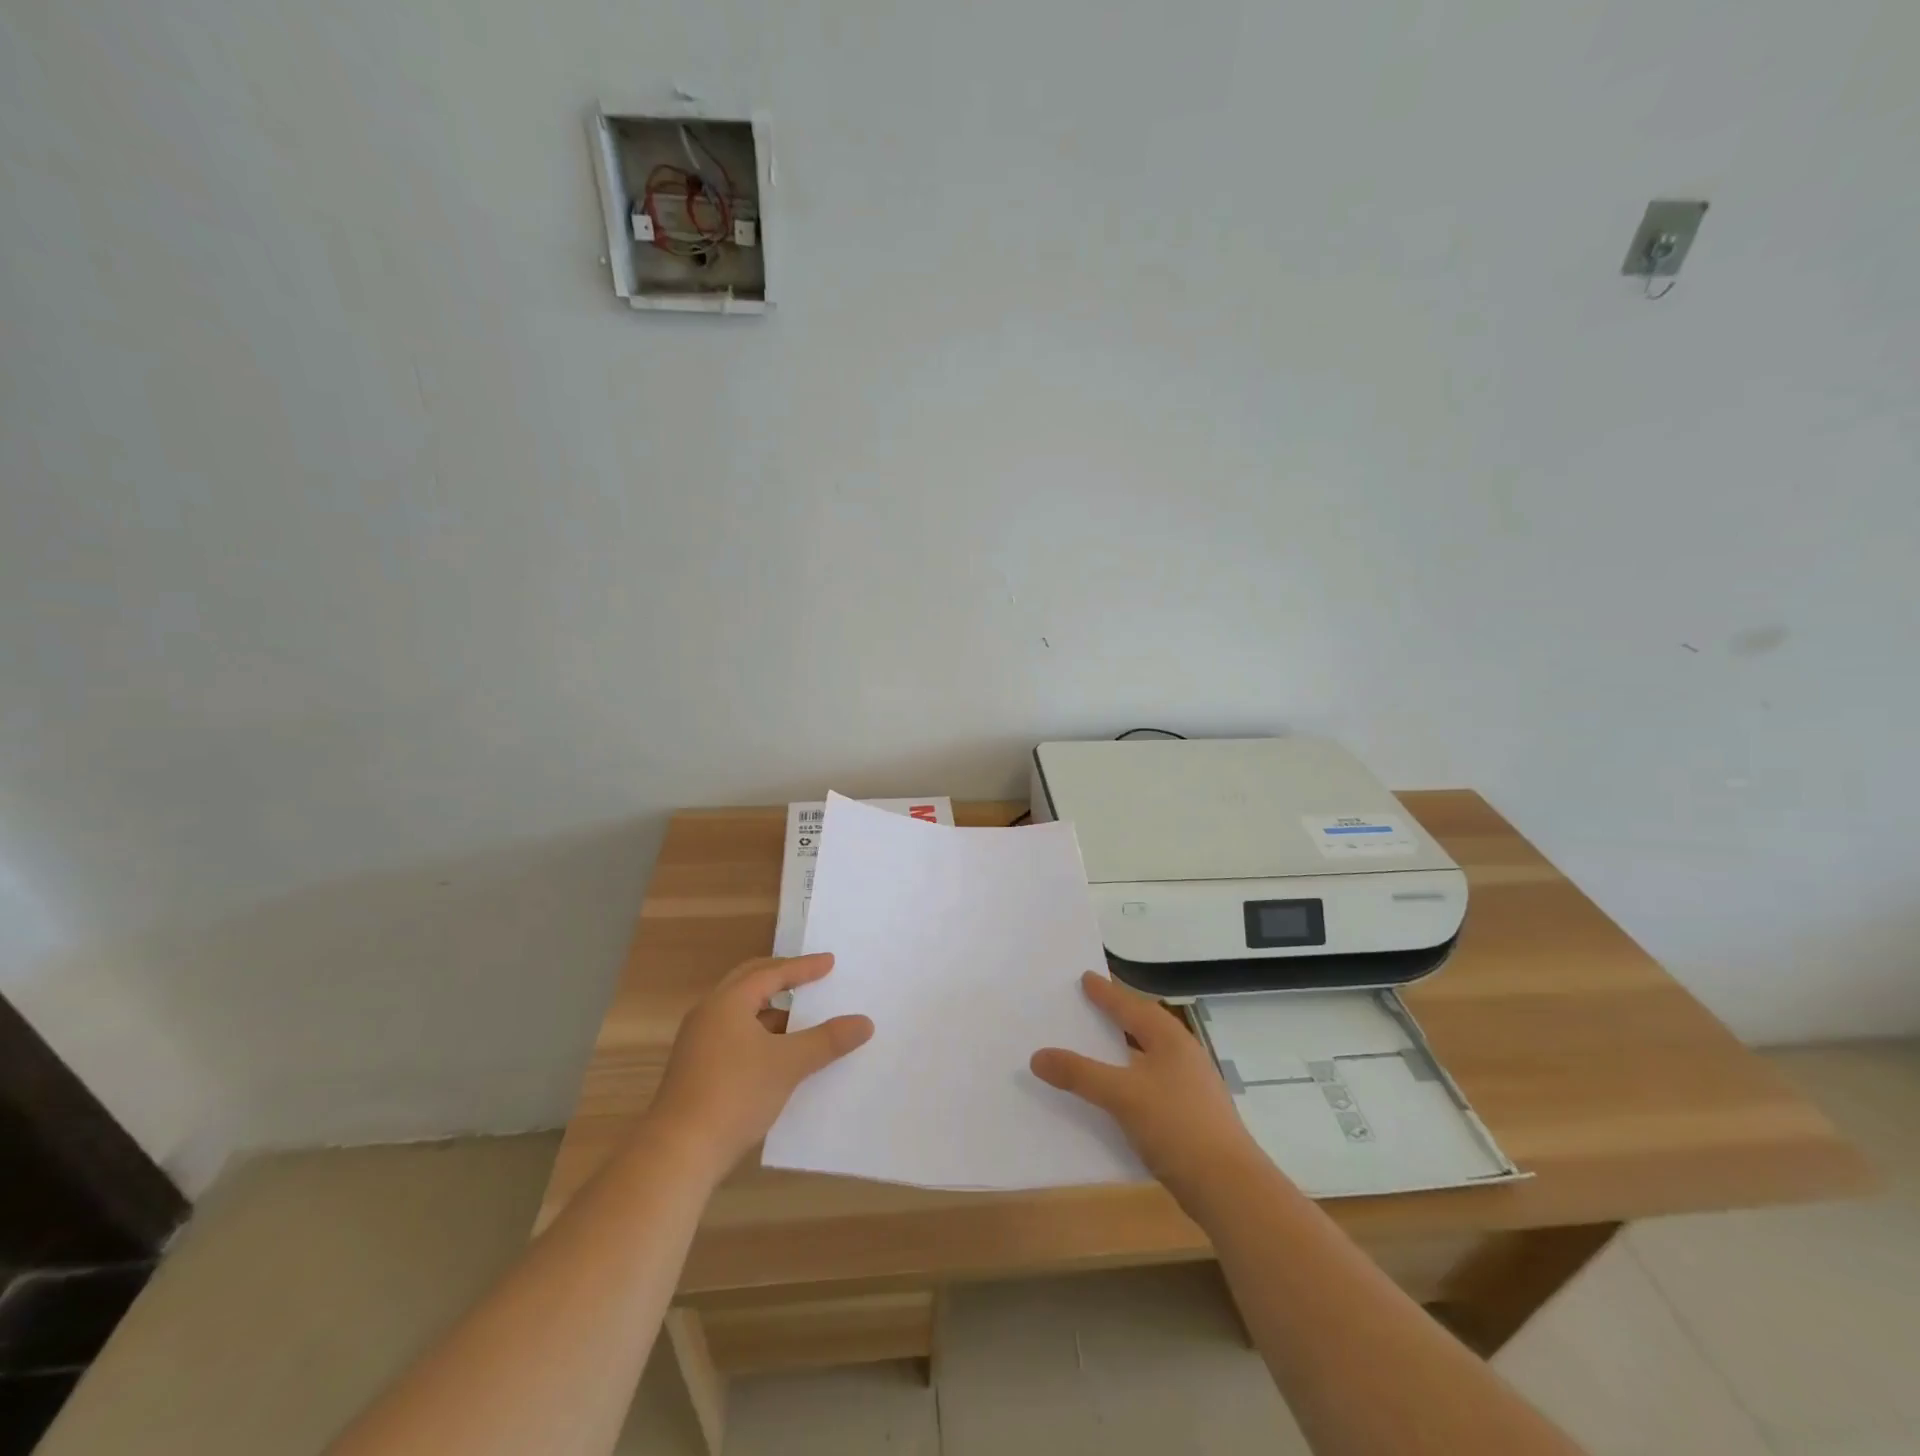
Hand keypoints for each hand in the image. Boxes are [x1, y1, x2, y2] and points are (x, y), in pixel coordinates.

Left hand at [645, 953, 873, 1180]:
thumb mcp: (789, 1064)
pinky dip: (759, 1034)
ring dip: (771, 1011)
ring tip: (801, 1021)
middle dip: (782, 979)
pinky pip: (734, 1035)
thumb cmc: (736, 1094)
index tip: (830, 963)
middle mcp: (709, 1013)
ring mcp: (698, 1042)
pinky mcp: (695, 1069)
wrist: (678, 1152)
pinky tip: (778, 1056)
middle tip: (810, 978)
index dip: (803, 968)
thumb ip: (828, 1040)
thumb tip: (865, 1022)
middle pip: (749, 983)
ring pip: (740, 1012)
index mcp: (728, 1002)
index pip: (771, 973)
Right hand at [1032, 972, 1263, 1205]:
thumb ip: (1080, 1074)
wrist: (1230, 1189)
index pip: (1132, 1006)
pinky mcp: (1190, 1118)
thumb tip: (1037, 1056)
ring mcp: (1190, 1089)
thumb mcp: (1122, 1095)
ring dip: (1123, 1051)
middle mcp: (1183, 1057)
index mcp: (1171, 1040)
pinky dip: (1129, 1081)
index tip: (1085, 977)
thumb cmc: (1177, 1126)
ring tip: (1096, 1046)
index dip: (1107, 993)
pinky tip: (1114, 1095)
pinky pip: (1150, 1086)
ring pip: (1148, 1058)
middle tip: (1090, 1005)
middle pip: (1144, 1027)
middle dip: (1118, 1016)